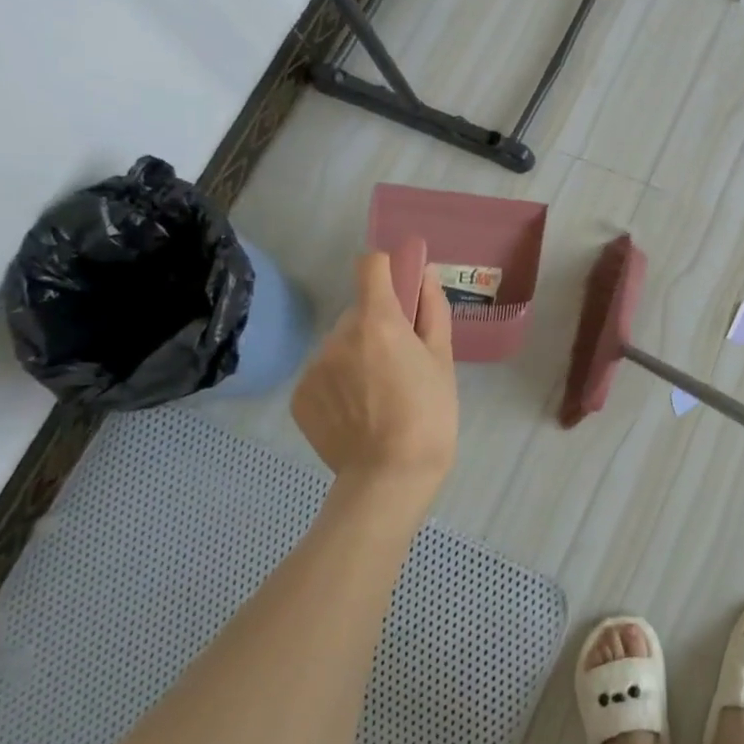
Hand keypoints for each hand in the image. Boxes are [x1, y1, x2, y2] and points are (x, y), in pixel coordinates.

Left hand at [291, 252, 457, 501]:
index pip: (370, 266)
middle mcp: (338, 337)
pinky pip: (323, 373)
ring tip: (379, 394)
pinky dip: (339, 383)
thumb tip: (424, 274)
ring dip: (357, 355)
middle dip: (377, 325)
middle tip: (400, 362)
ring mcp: (313, 367)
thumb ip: (432, 310)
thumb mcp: (443, 360)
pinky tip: (358, 411)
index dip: (387, 270)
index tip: (401, 289)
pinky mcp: (300, 396)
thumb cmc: (430, 415)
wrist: (390, 476)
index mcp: (377, 322)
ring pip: (340, 345)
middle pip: (357, 312)